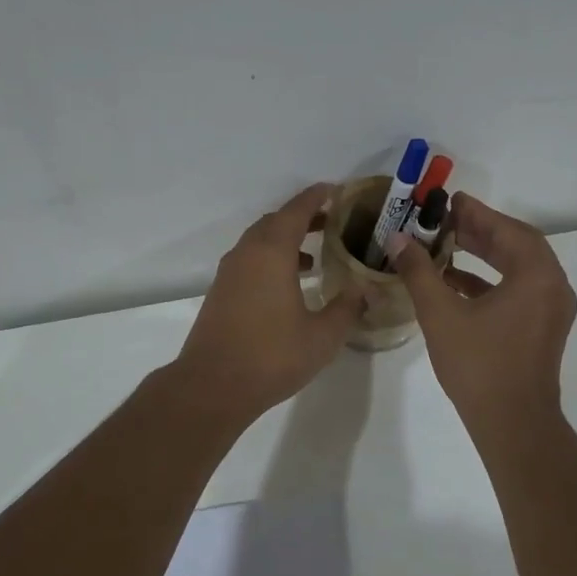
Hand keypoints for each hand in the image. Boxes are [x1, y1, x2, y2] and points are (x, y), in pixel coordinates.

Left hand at [172, 184, 365, 423]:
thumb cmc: (271, 356)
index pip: (296, 211)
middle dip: (302, 217)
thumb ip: (346, 308)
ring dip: (286, 240)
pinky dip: (271, 260)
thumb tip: (363, 290)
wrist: (213, 386)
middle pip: (275, 222)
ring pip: (259, 242)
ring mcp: (229, 273)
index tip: (335, 189)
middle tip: (331, 222)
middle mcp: (247, 254)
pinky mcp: (221, 292)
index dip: (316, 197)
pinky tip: (289, 286)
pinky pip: (250, 261)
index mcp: (272, 253)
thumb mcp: (322, 336)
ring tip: (315, 256)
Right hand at [387, 192, 576, 427]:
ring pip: (517, 269)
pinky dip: (489, 281)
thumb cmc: (479, 364)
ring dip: (484, 254)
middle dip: (480, 231)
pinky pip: (517, 291)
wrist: (511, 422)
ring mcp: (550, 310)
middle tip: (445, 220)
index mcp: (537, 276)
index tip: (450, 200)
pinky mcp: (541, 329)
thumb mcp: (441, 313)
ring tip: (446, 244)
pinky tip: (454, 281)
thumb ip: (420, 271)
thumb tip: (398, 239)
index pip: (507, 230)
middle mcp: (552, 287)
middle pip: (516, 245)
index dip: (477, 213)